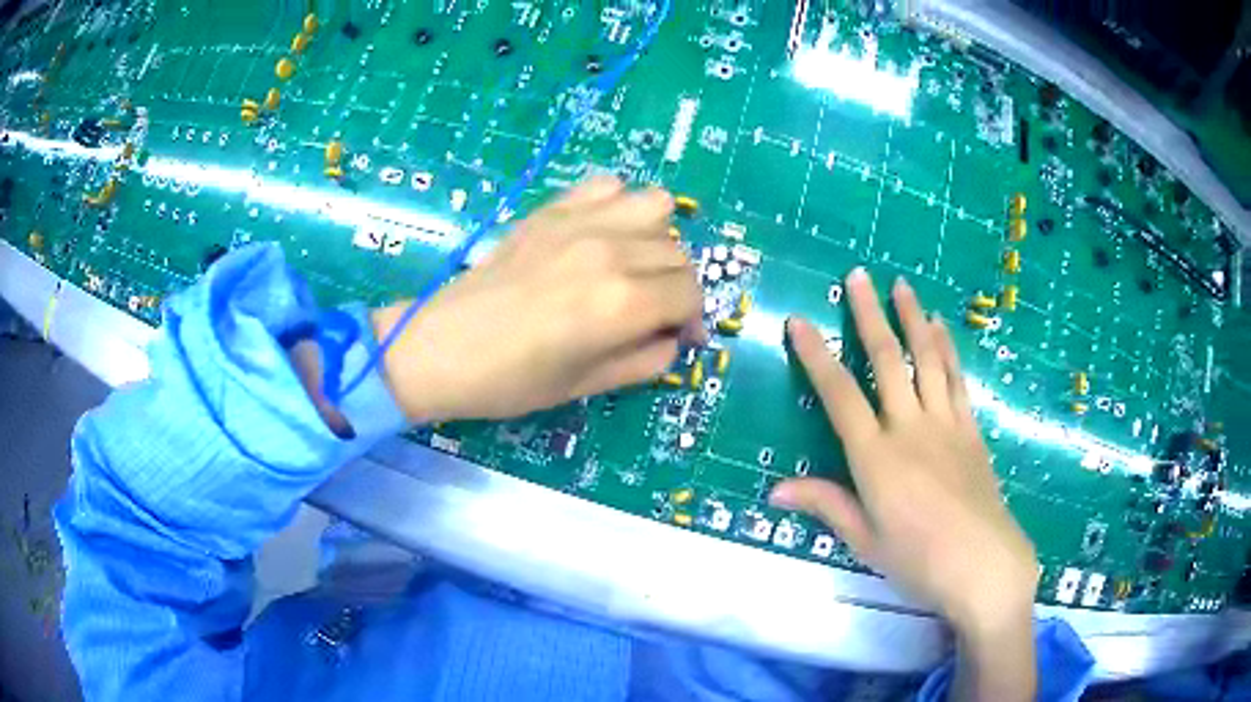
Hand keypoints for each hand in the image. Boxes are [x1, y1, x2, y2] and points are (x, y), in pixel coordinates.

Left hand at [371, 176, 704, 422]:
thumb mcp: (587, 385)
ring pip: (656, 205)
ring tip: (634, 263)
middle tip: (653, 310)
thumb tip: (672, 338)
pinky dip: (617, 205)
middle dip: (677, 286)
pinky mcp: (553, 208)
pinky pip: (608, 185)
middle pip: (678, 253)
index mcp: (623, 302)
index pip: (691, 294)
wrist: (443, 346)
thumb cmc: (511, 379)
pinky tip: (600, 233)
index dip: (694, 319)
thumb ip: (646, 361)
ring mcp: (581, 221)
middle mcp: (612, 251)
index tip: (680, 336)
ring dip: (657, 236)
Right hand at [769, 269, 1037, 699]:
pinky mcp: (971, 430)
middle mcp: (909, 427)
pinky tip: (941, 328)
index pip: (839, 394)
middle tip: (858, 275)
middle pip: (888, 360)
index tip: (800, 321)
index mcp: (875, 457)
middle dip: (869, 315)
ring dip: (913, 318)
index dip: (816, 355)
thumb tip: (775, 489)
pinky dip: (947, 349)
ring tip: (902, 286)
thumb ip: (826, 505)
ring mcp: (946, 424)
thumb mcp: (865, 540)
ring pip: (927, 359)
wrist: (983, 565)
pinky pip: (957, 379)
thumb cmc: (917, 560)